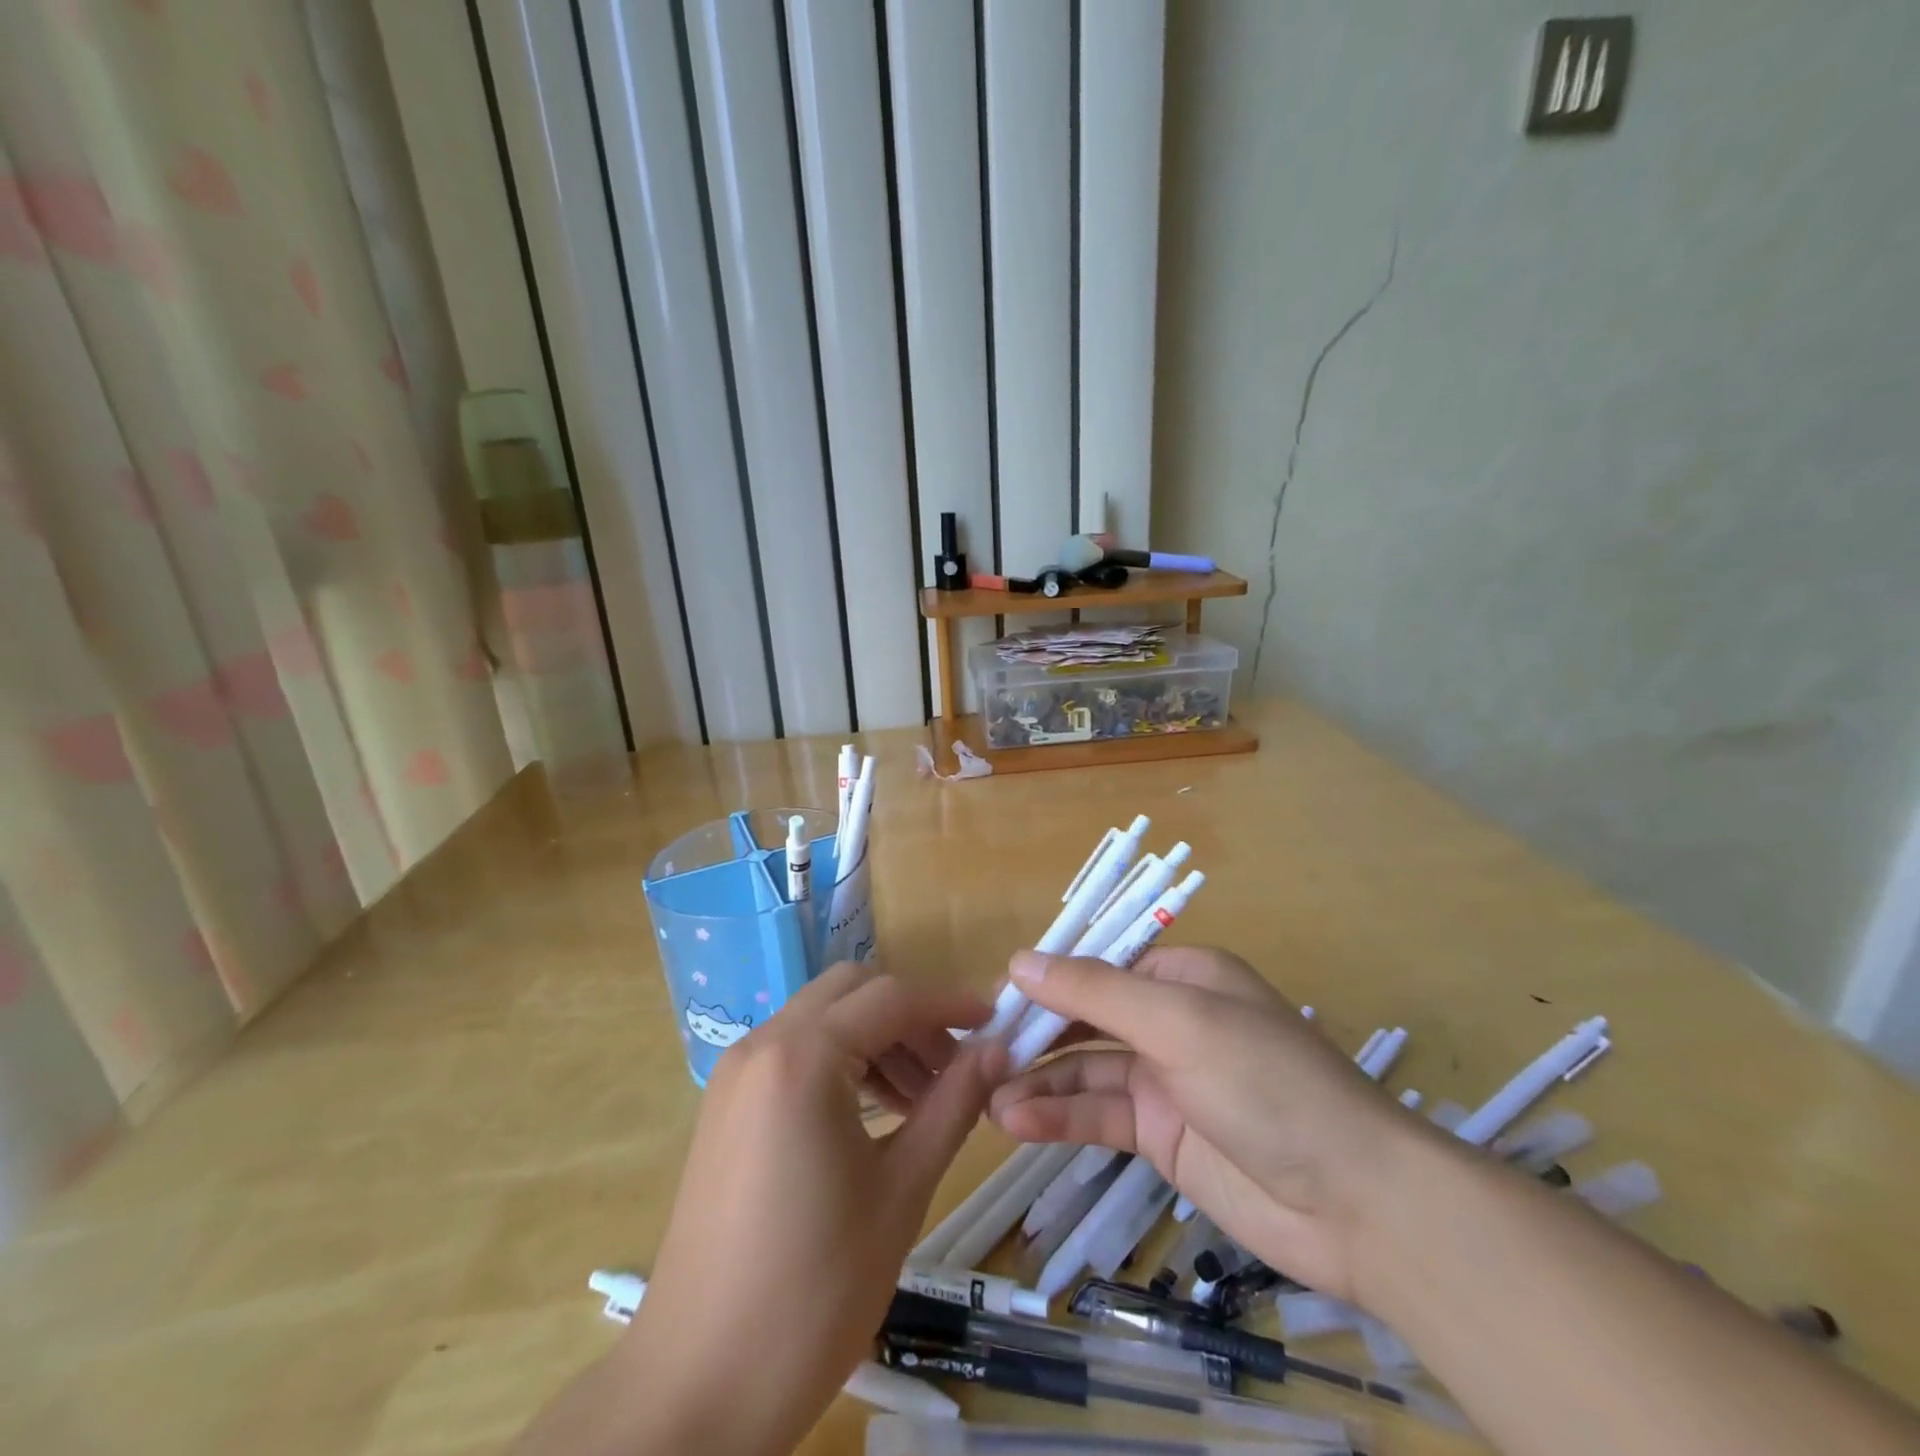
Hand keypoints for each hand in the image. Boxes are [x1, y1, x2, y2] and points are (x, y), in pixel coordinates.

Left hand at [520, 963, 1002, 1455]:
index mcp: (802, 1056)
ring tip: (922, 1097)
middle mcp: (762, 1045)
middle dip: (910, 1015)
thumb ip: (952, 1104)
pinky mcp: (727, 1105)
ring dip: (877, 1037)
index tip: (996, 1021)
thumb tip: (998, 1049)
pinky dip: (842, 1060)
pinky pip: (795, 1052)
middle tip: (955, 1064)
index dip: (950, 1003)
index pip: (891, 998)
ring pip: (822, 1018)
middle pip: (852, 992)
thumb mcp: (900, 1190)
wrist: (698, 1389)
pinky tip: (874, 1114)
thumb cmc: (814, 1291)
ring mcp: (736, 1073)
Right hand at [988, 945, 1436, 1300]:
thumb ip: (1095, 992)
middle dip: (1036, 1033)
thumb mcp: (1177, 1021)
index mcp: (1183, 975)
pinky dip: (1059, 1115)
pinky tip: (1016, 1122)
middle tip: (978, 1050)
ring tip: (985, 1096)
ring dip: (1039, 1080)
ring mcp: (1165, 1079)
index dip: (1048, 977)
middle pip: (1088, 1017)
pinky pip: (1099, 1114)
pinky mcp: (1161, 1135)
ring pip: (1086, 1069)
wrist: (1355, 1204)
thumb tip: (1018, 961)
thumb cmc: (1266, 1083)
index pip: (1100, 964)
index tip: (995, 997)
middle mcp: (1170, 1020)